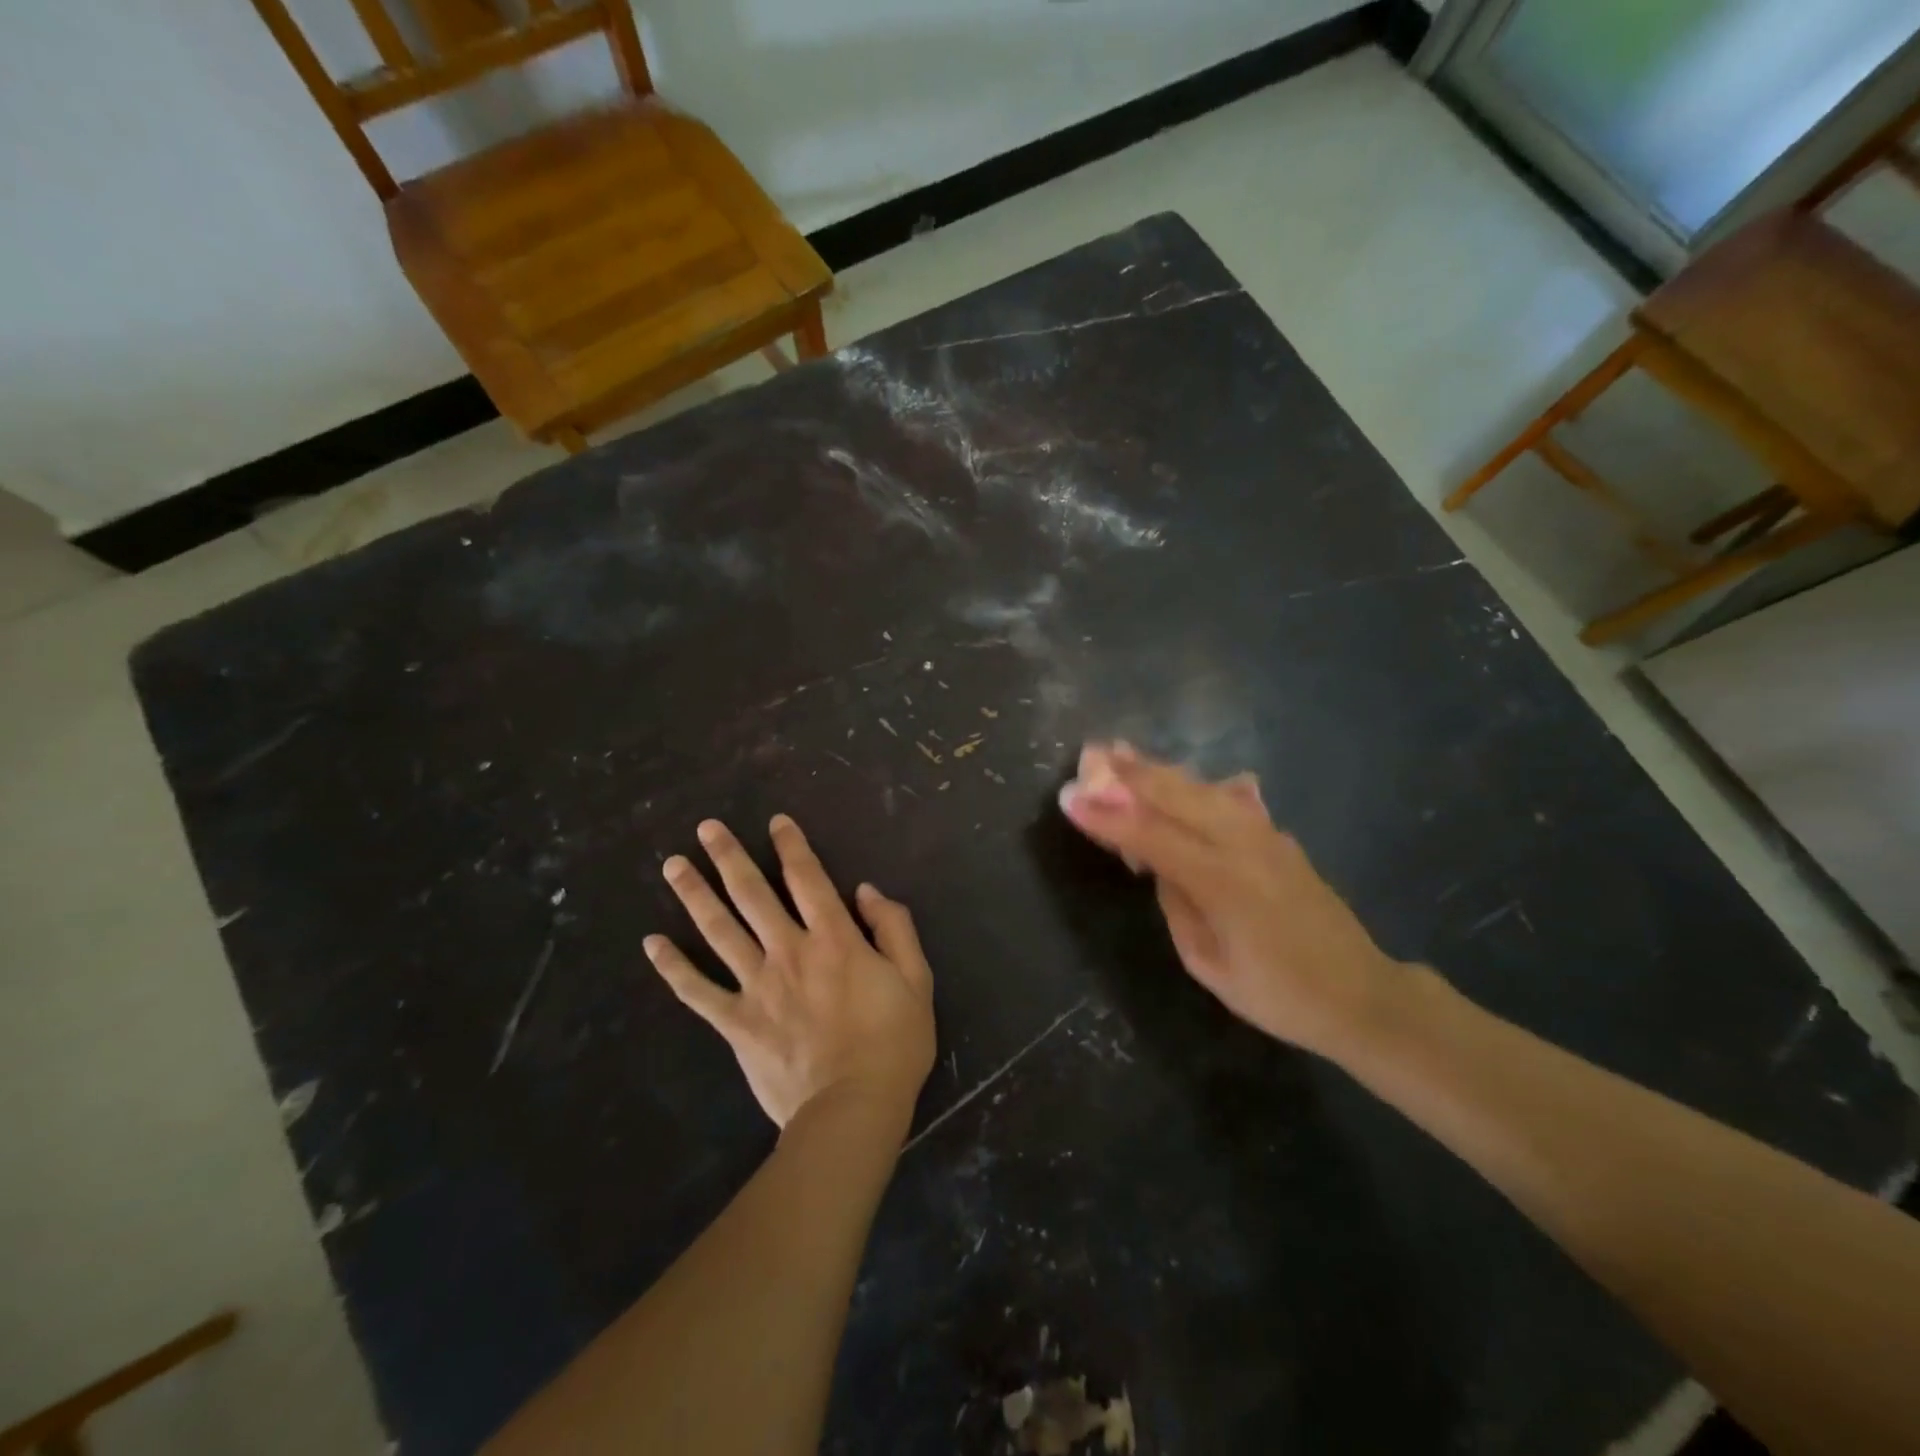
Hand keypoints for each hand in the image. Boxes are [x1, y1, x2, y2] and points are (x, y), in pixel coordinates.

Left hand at [646, 814, 936, 1131]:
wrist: (854, 1108)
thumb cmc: (893, 1042)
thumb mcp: (916, 979)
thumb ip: (894, 928)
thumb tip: (865, 890)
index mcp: (834, 938)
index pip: (808, 878)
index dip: (791, 845)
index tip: (775, 821)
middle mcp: (789, 951)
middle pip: (752, 894)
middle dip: (729, 856)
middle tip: (706, 827)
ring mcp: (757, 986)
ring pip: (719, 931)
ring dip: (694, 895)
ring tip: (672, 866)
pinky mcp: (736, 1022)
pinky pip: (697, 991)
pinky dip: (672, 967)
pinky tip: (651, 943)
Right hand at [1058, 744, 1405, 1055]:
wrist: (1360, 994)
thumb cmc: (1278, 994)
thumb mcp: (1209, 964)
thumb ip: (1179, 905)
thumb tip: (1160, 865)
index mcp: (1223, 883)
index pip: (1152, 836)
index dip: (1108, 815)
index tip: (1071, 798)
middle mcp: (1245, 846)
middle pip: (1179, 796)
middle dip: (1131, 774)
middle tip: (1092, 754)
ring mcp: (1267, 836)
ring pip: (1203, 789)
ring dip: (1161, 770)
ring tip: (1125, 754)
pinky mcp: (1279, 837)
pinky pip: (1227, 800)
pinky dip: (1193, 786)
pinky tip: (1178, 779)